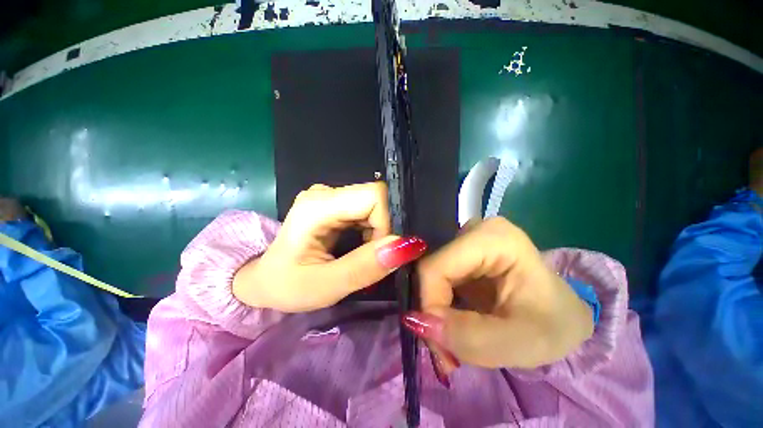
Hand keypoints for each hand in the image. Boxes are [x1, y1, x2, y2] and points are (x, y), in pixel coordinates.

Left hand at [233, 182, 426, 311]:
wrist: (265, 279)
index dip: (387, 223)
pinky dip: (372, 229)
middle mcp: (325, 192)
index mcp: (317, 206)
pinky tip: (360, 245)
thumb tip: (408, 245)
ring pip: (374, 204)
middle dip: (384, 230)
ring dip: (379, 231)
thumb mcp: (326, 286)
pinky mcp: (335, 204)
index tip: (380, 253)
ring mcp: (330, 196)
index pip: (374, 197)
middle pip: (376, 198)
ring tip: (363, 254)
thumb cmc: (288, 285)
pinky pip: (367, 210)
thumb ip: (365, 267)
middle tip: (372, 258)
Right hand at [406, 218, 592, 372]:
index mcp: (493, 239)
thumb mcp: (521, 343)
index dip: (429, 303)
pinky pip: (436, 276)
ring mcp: (465, 238)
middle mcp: (473, 230)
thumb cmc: (553, 325)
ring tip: (451, 337)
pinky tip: (452, 319)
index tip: (438, 341)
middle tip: (444, 348)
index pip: (436, 268)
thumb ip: (468, 337)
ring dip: (434, 308)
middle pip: (431, 269)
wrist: (559, 313)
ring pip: (430, 274)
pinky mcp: (460, 250)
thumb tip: (416, 321)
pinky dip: (438, 302)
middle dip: (431, 309)